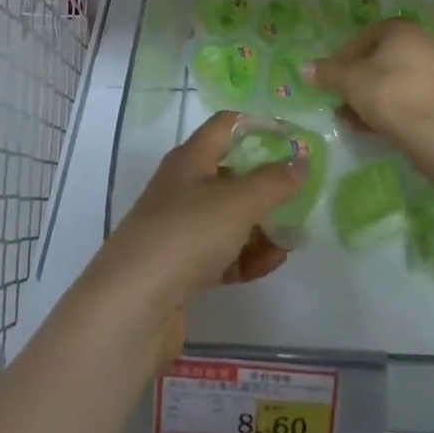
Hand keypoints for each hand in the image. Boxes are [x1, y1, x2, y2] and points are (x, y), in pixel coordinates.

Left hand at [86, 111, 307, 357]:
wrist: (132, 307)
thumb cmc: (186, 235)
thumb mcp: (238, 202)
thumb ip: (274, 181)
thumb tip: (302, 160)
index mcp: (189, 159)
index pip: (226, 126)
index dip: (258, 125)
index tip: (293, 138)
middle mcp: (182, 188)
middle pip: (230, 174)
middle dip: (266, 183)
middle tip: (301, 192)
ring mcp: (180, 230)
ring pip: (229, 218)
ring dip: (261, 224)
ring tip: (293, 236)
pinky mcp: (181, 268)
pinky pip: (223, 253)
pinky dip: (247, 255)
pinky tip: (272, 262)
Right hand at [309, 19, 433, 146]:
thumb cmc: (389, 94)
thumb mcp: (350, 82)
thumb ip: (327, 73)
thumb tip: (305, 67)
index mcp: (401, 29)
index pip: (364, 36)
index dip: (344, 56)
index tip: (332, 76)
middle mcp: (422, 41)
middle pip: (380, 58)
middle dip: (357, 79)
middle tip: (341, 97)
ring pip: (393, 79)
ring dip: (370, 95)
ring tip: (350, 117)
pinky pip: (408, 94)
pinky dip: (389, 105)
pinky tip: (371, 126)